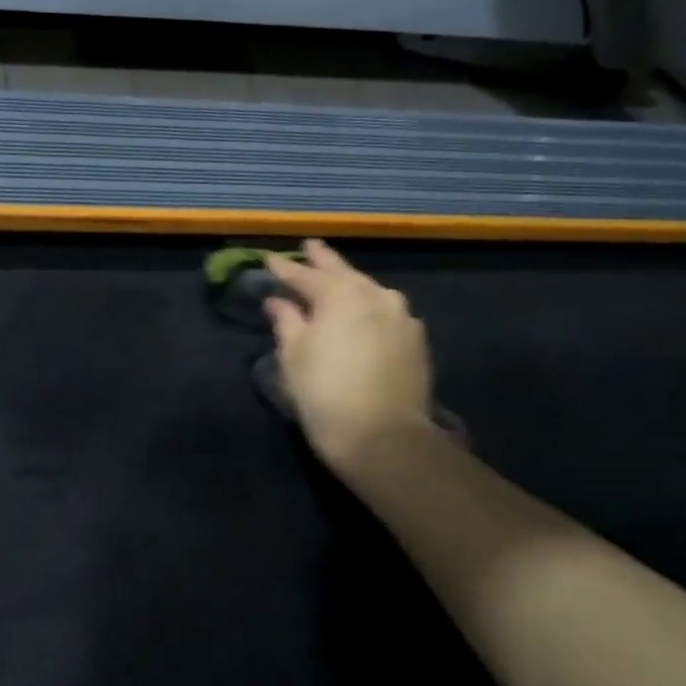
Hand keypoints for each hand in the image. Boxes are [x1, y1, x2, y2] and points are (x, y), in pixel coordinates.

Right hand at [264, 241, 433, 473]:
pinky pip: (388, 313)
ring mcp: (402, 318)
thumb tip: (277, 301)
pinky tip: (365, 314)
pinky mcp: (416, 342)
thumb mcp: (294, 357)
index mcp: (341, 295)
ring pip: (371, 292)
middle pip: (344, 274)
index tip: (270, 260)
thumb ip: (286, 321)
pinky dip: (371, 308)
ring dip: (351, 284)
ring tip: (337, 281)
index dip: (285, 269)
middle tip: (310, 247)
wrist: (384, 438)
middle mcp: (376, 296)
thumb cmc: (325, 394)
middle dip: (324, 261)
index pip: (306, 275)